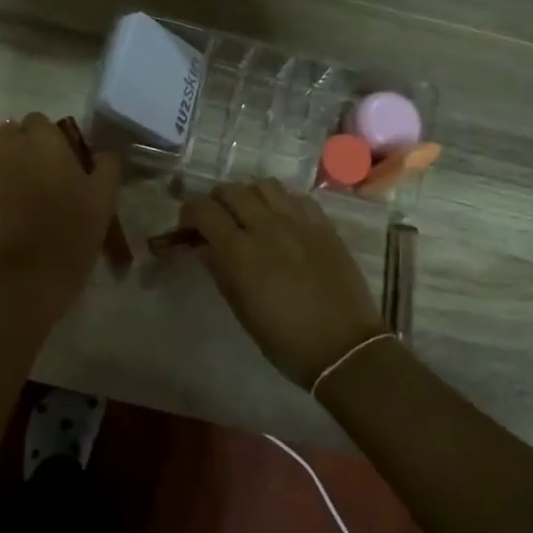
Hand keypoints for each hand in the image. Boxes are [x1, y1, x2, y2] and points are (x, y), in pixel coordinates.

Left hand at [0, 113, 120, 312]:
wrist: (32, 271)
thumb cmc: (74, 228)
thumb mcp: (105, 195)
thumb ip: (106, 164)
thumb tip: (102, 153)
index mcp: (42, 140)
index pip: (39, 121)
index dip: (49, 137)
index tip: (60, 159)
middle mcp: (8, 147)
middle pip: (10, 134)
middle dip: (22, 149)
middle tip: (40, 178)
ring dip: (6, 173)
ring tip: (21, 204)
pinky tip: (4, 221)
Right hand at [180, 180, 387, 388]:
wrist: (343, 347)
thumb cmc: (284, 339)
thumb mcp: (241, 308)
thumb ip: (219, 269)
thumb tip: (204, 246)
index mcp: (239, 251)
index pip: (202, 209)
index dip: (189, 213)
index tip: (188, 227)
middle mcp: (266, 225)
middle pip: (230, 190)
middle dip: (216, 201)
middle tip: (217, 221)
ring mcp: (298, 221)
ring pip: (263, 185)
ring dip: (249, 195)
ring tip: (250, 215)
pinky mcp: (323, 224)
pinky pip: (295, 196)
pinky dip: (280, 202)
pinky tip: (282, 220)